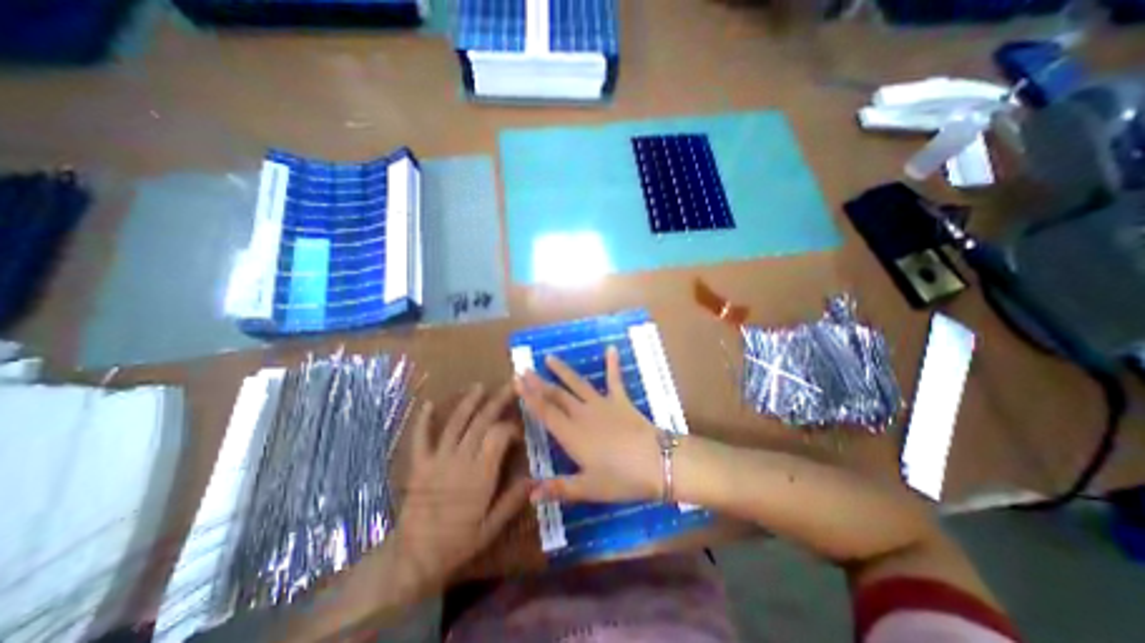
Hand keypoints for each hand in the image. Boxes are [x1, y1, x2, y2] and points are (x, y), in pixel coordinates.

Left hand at [395, 383, 530, 588]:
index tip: (519, 431)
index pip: (499, 435)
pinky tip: (426, 403)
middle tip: (510, 385)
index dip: (511, 427)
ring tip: (479, 386)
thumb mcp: (491, 527)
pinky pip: (420, 437)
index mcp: (480, 474)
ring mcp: (437, 459)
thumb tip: (535, 478)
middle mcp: (460, 460)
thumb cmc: (457, 543)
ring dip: (468, 403)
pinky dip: (423, 420)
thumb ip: (513, 500)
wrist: (413, 559)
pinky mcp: (419, 464)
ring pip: (455, 423)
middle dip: (497, 401)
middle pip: (481, 422)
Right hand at [512, 349, 657, 503]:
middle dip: (538, 382)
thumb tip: (530, 495)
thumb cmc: (621, 479)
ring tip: (550, 358)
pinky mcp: (621, 400)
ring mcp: (602, 404)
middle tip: (524, 369)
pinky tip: (611, 348)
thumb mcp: (588, 489)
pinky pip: (615, 379)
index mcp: (571, 434)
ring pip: (577, 384)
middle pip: (556, 395)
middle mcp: (582, 414)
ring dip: (563, 371)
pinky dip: (613, 363)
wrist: (657, 463)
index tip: (517, 381)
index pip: (545, 412)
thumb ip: (559, 488)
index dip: (529, 396)